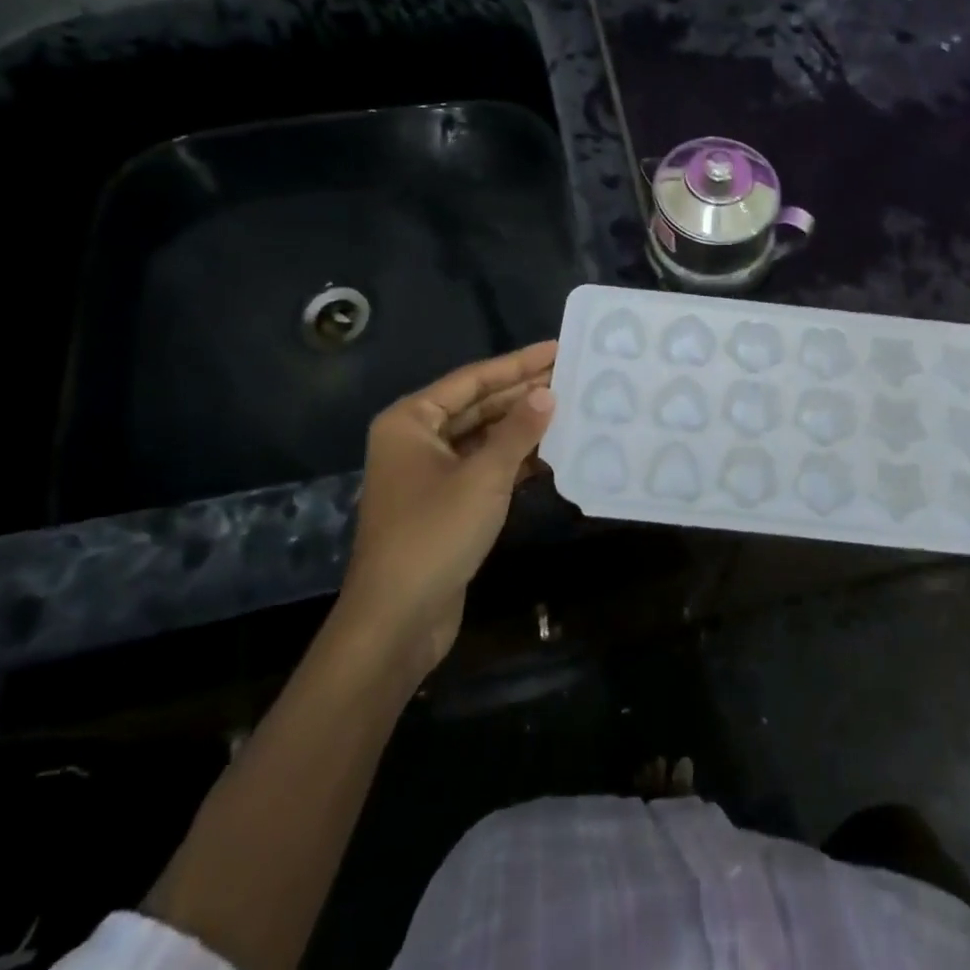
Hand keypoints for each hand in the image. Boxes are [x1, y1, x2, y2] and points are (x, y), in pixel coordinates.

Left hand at [340, 341, 557, 676]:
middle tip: (572, 376)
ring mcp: (430, 474)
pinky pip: (484, 468)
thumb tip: (548, 392)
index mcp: (411, 421)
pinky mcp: (445, 504)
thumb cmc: (434, 535)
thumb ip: (518, 430)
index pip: (473, 380)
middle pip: (478, 406)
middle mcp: (416, 440)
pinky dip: (515, 460)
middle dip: (523, 394)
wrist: (397, 621)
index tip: (558, 348)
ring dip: (522, 428)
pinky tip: (551, 452)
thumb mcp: (484, 476)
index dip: (518, 363)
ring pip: (484, 438)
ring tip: (570, 408)